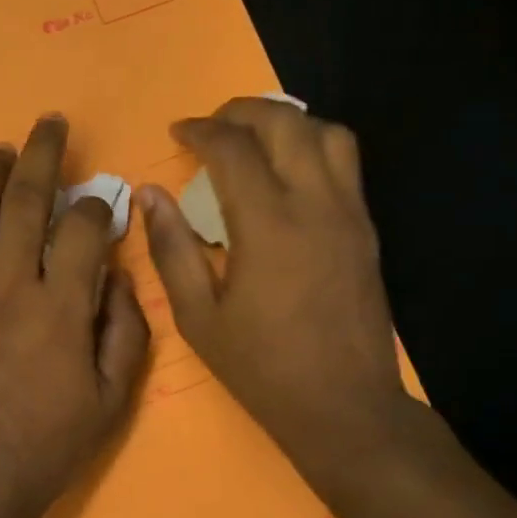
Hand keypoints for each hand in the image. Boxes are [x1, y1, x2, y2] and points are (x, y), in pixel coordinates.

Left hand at [0, 115, 150, 517]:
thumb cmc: (47, 445)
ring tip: (1, 150)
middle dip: (43, 154)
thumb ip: (123, 330)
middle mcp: (7, 283)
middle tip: (50, 123)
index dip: (98, 204)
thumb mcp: (111, 399)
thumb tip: (116, 276)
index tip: (103, 199)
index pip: (82, 228)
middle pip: (26, 199)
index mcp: (59, 305)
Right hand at [138, 98, 418, 474]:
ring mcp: (350, 213)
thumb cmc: (262, 367)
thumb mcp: (197, 316)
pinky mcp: (367, 229)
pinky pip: (346, 162)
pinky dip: (313, 146)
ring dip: (287, 123)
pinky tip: (287, 173)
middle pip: (286, 123)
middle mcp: (316, 204)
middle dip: (243, 111)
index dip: (200, 130)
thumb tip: (148, 194)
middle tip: (212, 126)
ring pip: (327, 133)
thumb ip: (170, 248)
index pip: (233, 148)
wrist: (345, 406)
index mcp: (268, 225)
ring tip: (254, 141)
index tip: (178, 133)